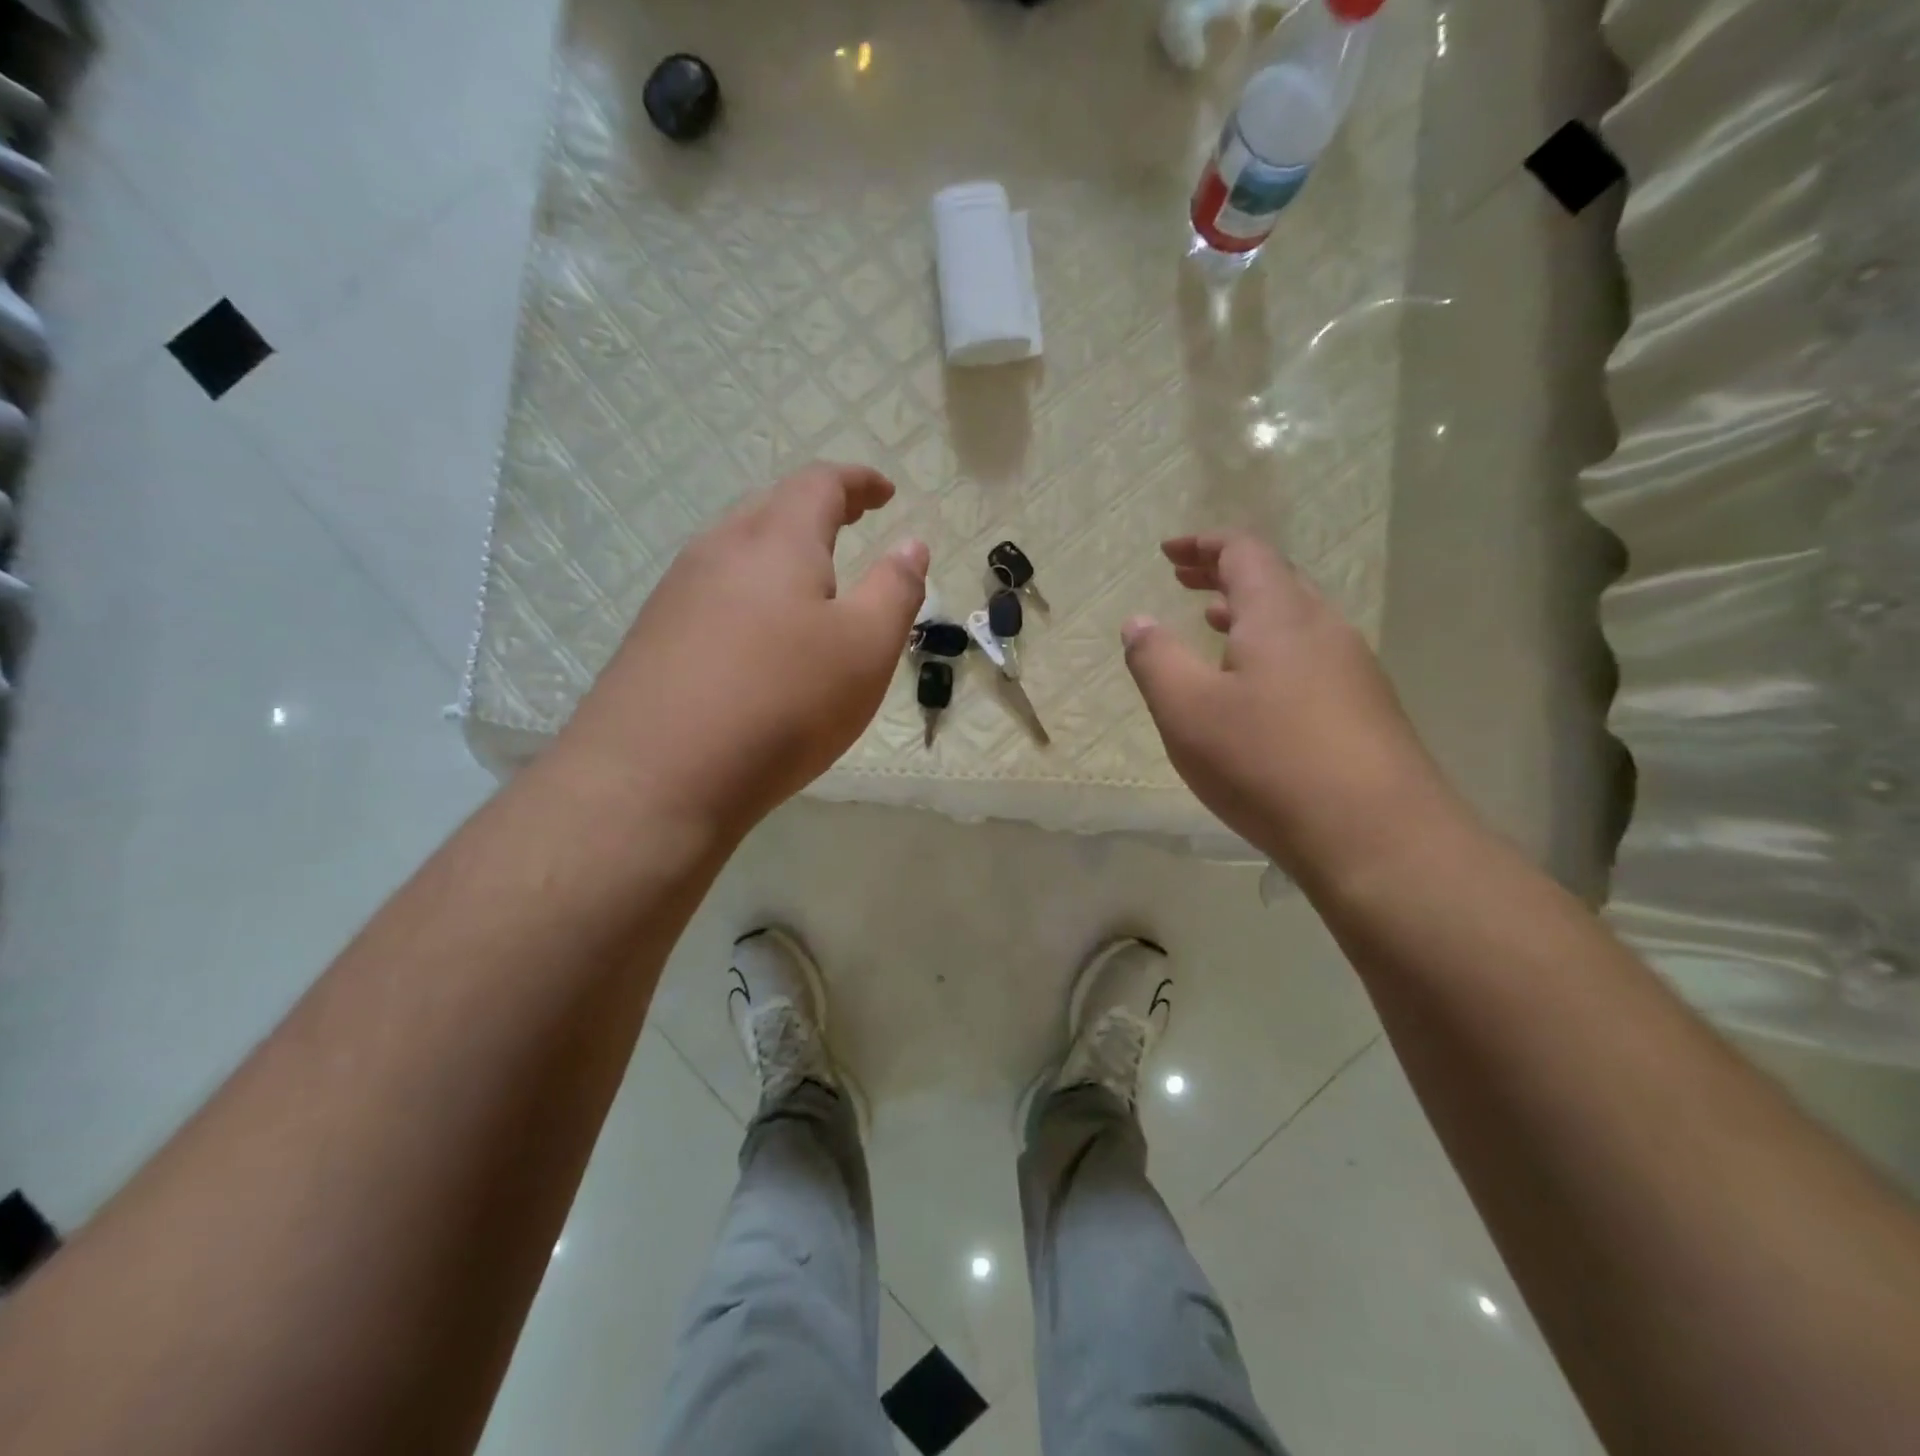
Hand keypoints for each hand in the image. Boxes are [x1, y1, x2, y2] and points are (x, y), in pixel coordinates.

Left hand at [556, 464, 928, 840]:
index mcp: (777, 541)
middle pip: (771, 509)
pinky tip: (757, 635)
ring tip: (809, 580)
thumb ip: (895, 590)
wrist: (657, 776)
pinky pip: (713, 594)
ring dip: (779, 552)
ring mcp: (677, 593)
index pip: (819, 484)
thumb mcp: (865, 649)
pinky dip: (750, 594)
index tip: (885, 491)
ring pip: (737, 552)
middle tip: (851, 523)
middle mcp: (719, 551)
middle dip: (817, 509)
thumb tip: (911, 544)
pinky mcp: (653, 637)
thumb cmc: (782, 702)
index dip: (857, 482)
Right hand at [1123, 534, 1451, 881]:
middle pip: (1274, 579)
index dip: (1202, 544)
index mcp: (1279, 615)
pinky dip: (1272, 648)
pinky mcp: (1366, 708)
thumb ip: (1155, 659)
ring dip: (1249, 613)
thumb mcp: (1187, 710)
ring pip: (1296, 620)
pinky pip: (1311, 655)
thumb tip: (1137, 621)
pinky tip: (1256, 686)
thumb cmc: (1266, 761)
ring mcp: (1353, 668)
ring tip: (1214, 623)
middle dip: (1224, 573)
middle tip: (1184, 580)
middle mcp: (1323, 628)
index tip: (1167, 553)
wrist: (1376, 834)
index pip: (1243, 551)